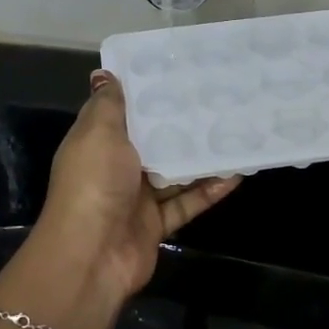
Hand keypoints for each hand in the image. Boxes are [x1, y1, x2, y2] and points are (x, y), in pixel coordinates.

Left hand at [33, 70, 240, 304]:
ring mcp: (136, 198)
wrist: (91, 256)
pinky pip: (186, 203)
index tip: (178, 72)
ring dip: (201, 158)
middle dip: (180, 124)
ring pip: (174, 173)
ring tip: (234, 133)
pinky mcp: (156, 224)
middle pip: (152, 142)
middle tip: (218, 100)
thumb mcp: (98, 133)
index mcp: (98, 142)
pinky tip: (236, 174)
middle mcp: (116, 167)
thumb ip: (109, 104)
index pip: (122, 112)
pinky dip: (208, 191)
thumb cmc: (94, 183)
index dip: (146, 93)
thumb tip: (104, 73)